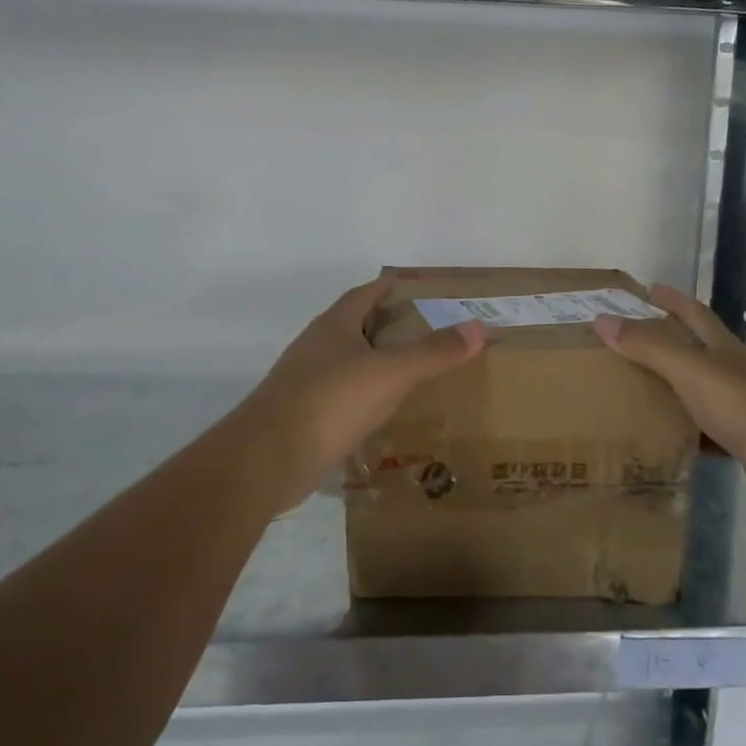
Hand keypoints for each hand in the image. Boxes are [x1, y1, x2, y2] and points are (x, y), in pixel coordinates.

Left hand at [247, 277, 485, 472]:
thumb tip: (477, 327)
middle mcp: (316, 348)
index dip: (388, 287)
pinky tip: (384, 412)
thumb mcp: (390, 372)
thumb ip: (433, 351)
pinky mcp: (304, 417)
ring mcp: (306, 383)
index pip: (363, 294)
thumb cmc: (330, 400)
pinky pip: (342, 398)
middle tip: (426, 331)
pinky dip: (365, 397)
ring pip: (348, 364)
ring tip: (411, 371)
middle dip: (386, 325)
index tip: (414, 287)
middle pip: (355, 327)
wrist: (268, 458)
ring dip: (375, 363)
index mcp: (333, 326)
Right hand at [592, 286, 745, 508]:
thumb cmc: (745, 406)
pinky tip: (658, 440)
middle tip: (625, 342)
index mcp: (721, 348)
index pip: (694, 313)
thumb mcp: (691, 370)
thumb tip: (601, 320)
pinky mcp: (740, 442)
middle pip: (694, 350)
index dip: (672, 299)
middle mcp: (731, 372)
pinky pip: (701, 432)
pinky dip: (680, 432)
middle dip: (665, 341)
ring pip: (694, 392)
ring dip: (668, 389)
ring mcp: (738, 408)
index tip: (647, 288)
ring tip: (631, 391)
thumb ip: (648, 347)